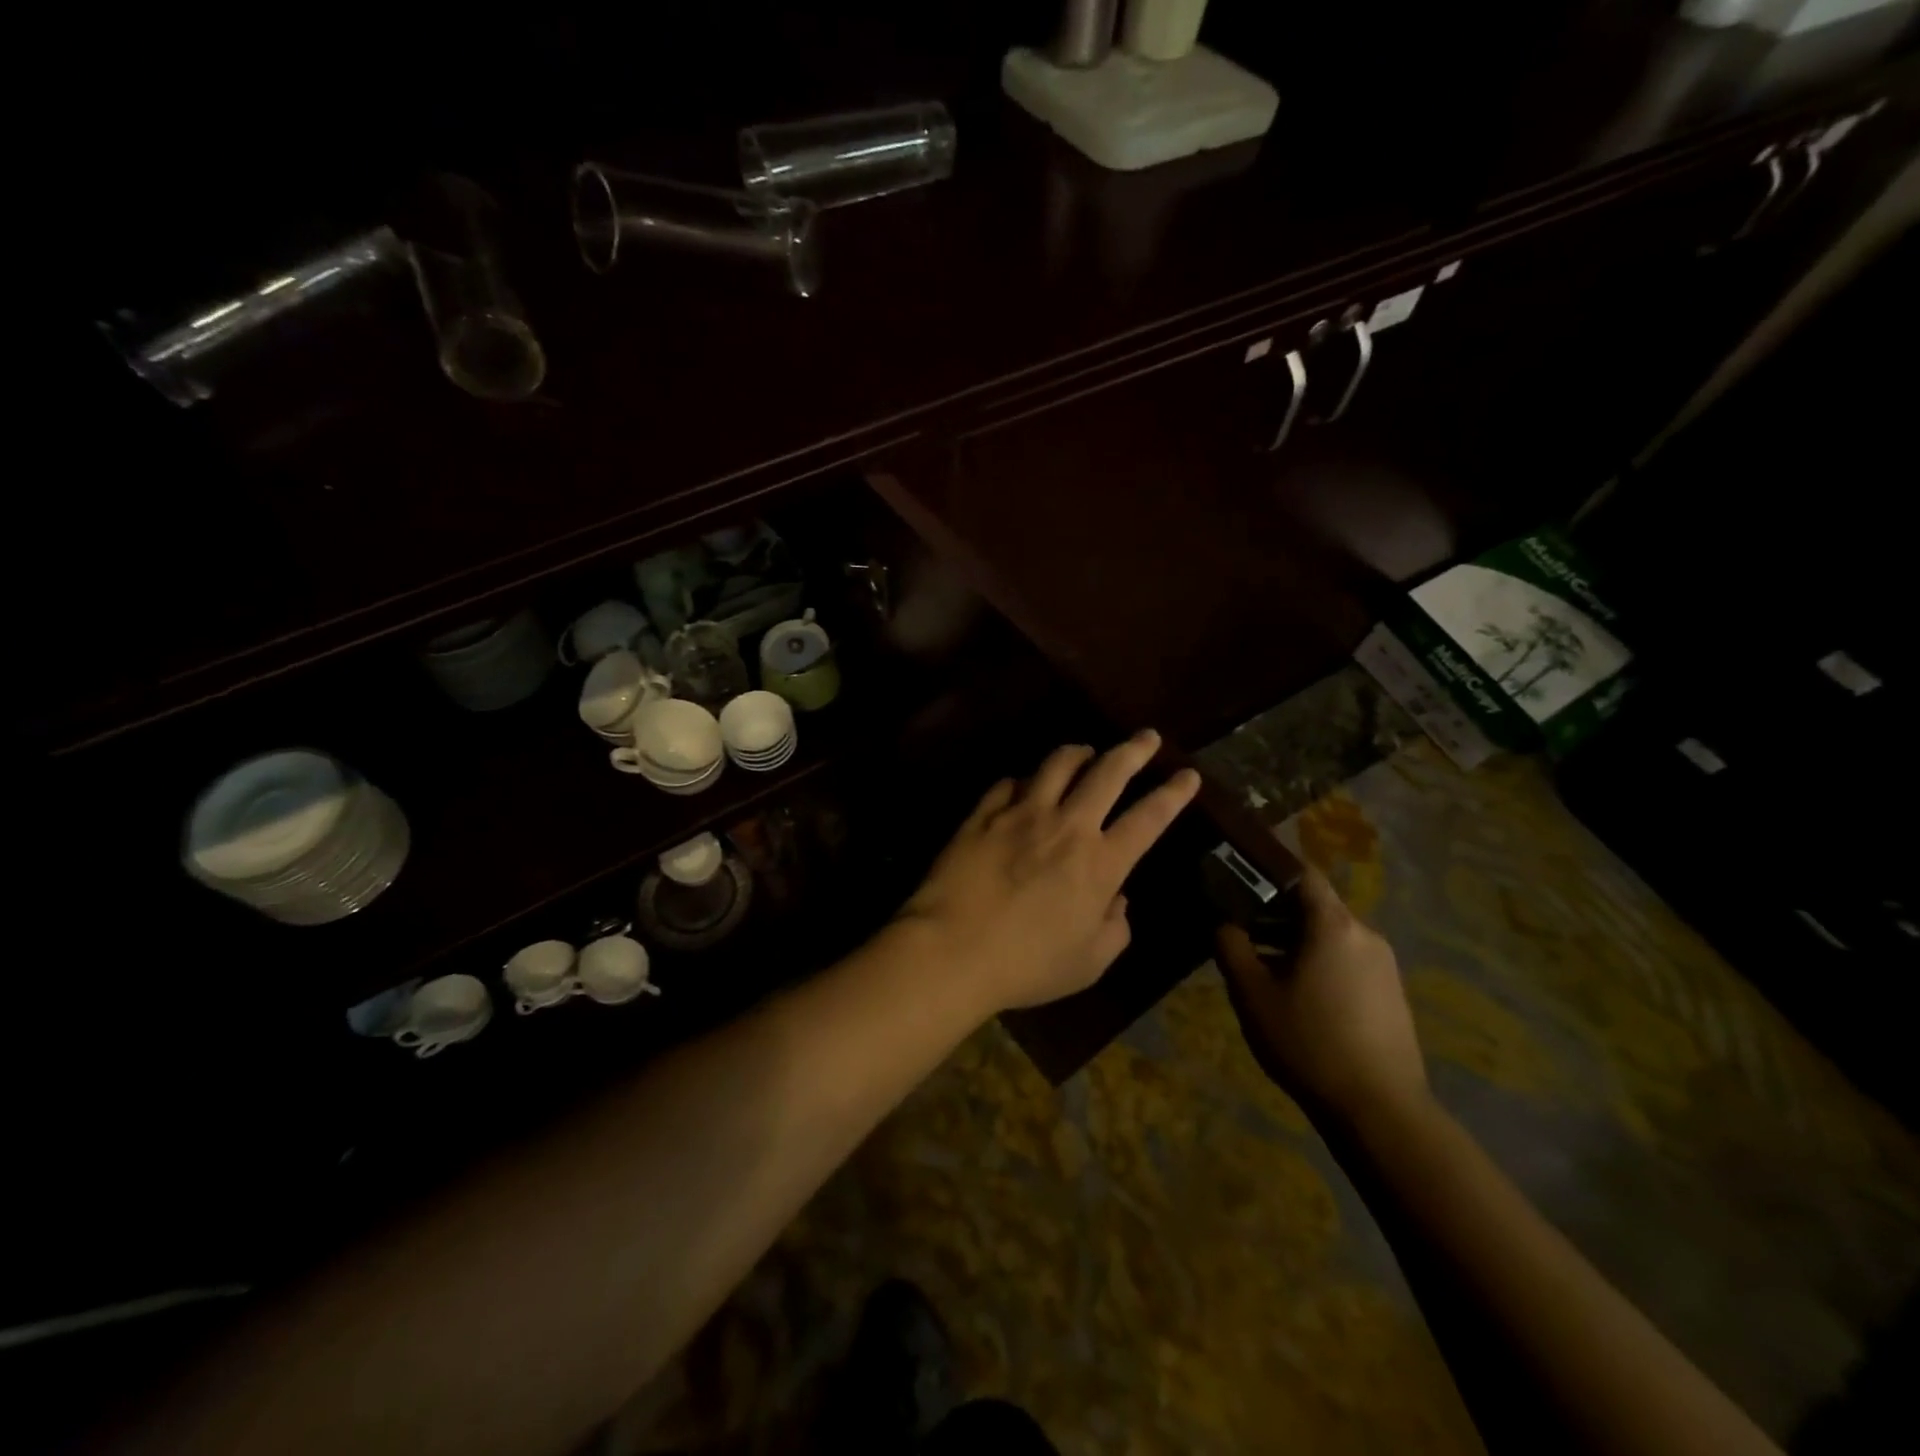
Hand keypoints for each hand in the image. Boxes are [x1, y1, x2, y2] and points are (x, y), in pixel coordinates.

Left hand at [900, 731, 1201, 1013]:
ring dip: (1078, 752)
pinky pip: (1009, 783)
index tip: (1188, 774)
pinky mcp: (983, 814)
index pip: (1149, 818)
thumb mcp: (1088, 963)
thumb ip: (1114, 929)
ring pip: (1057, 764)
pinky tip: (1024, 785)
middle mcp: (1066, 826)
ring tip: (1086, 750)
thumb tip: (1118, 900)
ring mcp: (1021, 814)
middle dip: (1134, 750)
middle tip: (1147, 736)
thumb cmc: (1027, 965)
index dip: (1173, 794)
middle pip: (1108, 772)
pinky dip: (1024, 781)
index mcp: (1100, 863)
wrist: (952, 949)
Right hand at [1215, 866, 1428, 1123]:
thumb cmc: (1308, 1041)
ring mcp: (1382, 966)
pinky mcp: (1389, 994)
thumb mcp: (1252, 993)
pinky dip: (1315, 961)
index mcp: (1333, 925)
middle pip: (1314, 905)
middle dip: (1273, 910)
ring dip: (1292, 939)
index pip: (1302, 872)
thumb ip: (1231, 946)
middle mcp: (1364, 935)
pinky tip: (1291, 991)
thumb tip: (1224, 921)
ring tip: (1257, 961)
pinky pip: (1345, 960)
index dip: (1268, 867)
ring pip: (1328, 935)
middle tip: (1236, 924)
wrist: (1380, 1111)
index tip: (1237, 872)